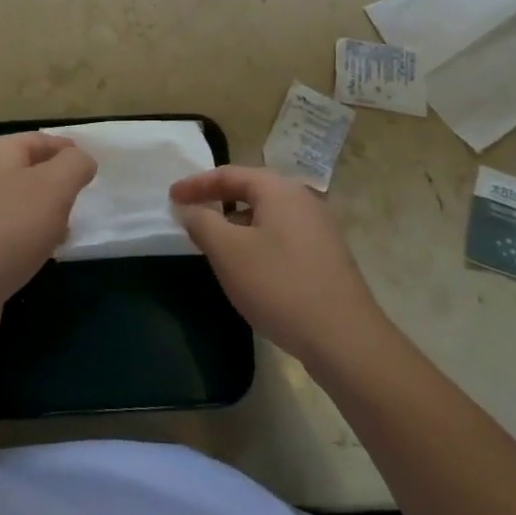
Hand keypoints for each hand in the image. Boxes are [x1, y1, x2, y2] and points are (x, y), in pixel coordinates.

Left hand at [0, 133, 96, 351]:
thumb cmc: (10, 228)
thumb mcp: (55, 186)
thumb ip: (75, 165)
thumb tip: (82, 160)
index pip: (41, 140)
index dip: (69, 151)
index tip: (95, 170)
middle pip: (31, 171)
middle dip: (60, 185)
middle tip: (83, 203)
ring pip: (22, 204)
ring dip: (47, 215)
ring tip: (67, 233)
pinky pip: (10, 233)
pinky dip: (30, 240)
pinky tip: (43, 256)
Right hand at [171, 165, 389, 369]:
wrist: (345, 340)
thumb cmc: (279, 286)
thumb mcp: (228, 252)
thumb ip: (202, 222)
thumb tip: (190, 209)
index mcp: (279, 190)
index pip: (229, 174)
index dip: (196, 184)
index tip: (170, 197)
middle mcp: (303, 200)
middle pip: (251, 191)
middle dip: (217, 201)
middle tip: (190, 214)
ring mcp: (319, 229)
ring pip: (267, 215)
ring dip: (236, 223)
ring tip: (213, 243)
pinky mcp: (326, 258)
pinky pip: (281, 236)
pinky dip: (256, 241)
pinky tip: (248, 267)